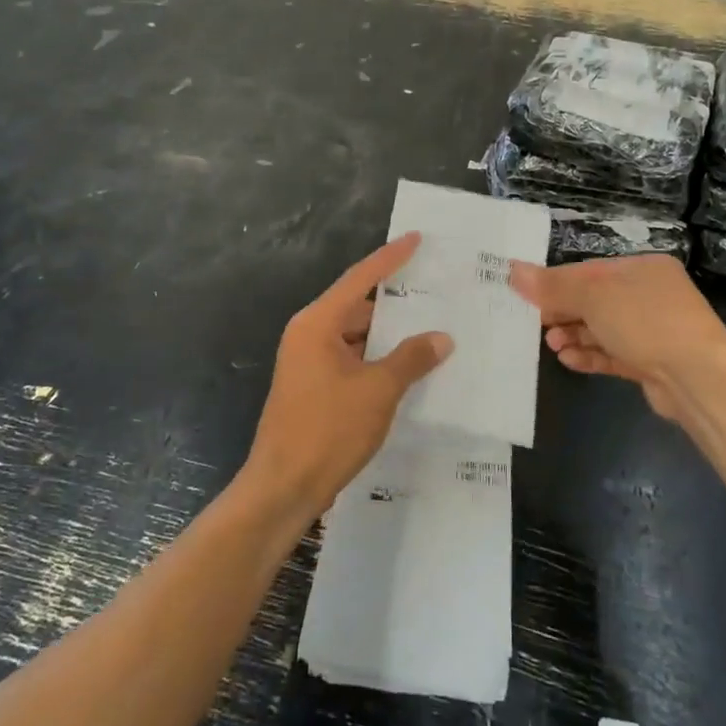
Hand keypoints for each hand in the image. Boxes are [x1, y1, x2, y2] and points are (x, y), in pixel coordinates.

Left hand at [243, 233, 451, 524]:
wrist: (283, 487)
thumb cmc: (328, 430)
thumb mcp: (378, 391)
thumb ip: (411, 359)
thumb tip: (441, 337)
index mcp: (317, 324)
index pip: (359, 278)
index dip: (390, 258)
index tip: (415, 238)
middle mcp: (309, 335)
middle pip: (357, 307)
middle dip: (396, 303)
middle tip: (436, 292)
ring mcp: (308, 363)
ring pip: (356, 337)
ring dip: (389, 338)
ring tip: (432, 330)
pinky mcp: (314, 388)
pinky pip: (352, 361)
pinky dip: (378, 361)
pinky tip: (409, 369)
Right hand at [508, 255, 725, 423]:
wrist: (699, 379)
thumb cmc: (646, 322)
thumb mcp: (594, 296)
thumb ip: (553, 286)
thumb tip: (513, 270)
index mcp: (642, 269)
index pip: (590, 271)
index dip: (557, 283)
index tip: (527, 296)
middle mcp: (650, 295)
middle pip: (595, 300)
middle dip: (563, 312)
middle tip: (535, 323)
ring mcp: (654, 331)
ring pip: (603, 329)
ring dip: (574, 335)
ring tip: (551, 344)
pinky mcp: (652, 363)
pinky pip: (613, 354)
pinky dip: (590, 355)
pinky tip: (568, 359)